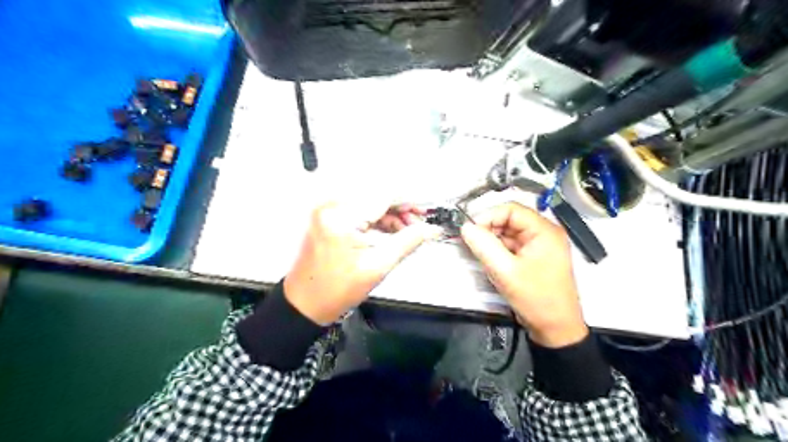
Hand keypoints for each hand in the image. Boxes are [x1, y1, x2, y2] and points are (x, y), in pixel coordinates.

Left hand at [287, 203, 439, 323]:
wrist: (305, 303)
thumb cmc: (336, 290)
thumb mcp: (378, 266)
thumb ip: (408, 242)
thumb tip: (431, 229)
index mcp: (342, 217)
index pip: (384, 196)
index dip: (409, 201)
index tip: (425, 211)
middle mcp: (332, 206)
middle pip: (377, 196)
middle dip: (401, 209)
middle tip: (418, 225)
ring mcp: (328, 210)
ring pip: (370, 202)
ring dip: (390, 214)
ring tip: (406, 231)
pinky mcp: (329, 217)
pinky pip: (359, 210)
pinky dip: (376, 219)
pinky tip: (390, 231)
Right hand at [459, 204, 586, 348]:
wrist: (556, 329)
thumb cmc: (536, 299)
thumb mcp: (505, 271)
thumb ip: (484, 246)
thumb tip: (466, 227)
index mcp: (544, 231)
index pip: (511, 209)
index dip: (488, 216)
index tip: (470, 230)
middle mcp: (543, 233)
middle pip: (509, 220)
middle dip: (489, 230)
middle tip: (472, 244)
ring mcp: (539, 246)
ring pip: (508, 234)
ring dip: (492, 242)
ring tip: (482, 257)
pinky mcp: (533, 258)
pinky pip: (511, 246)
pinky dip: (499, 252)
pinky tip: (492, 264)